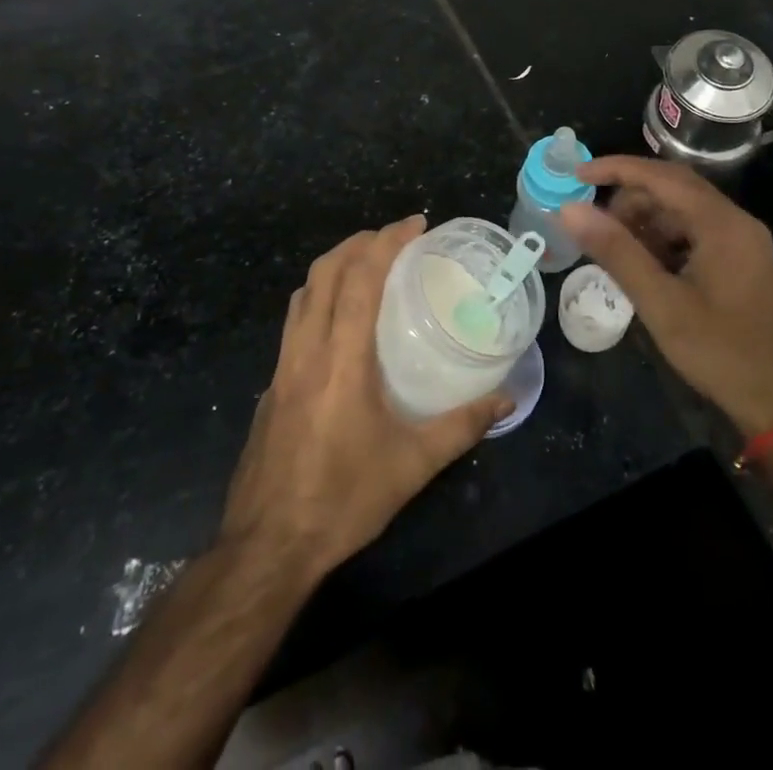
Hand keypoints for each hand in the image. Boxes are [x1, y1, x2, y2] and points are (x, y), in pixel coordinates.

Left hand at [220, 216, 511, 581]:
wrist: (266, 548)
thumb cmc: (342, 500)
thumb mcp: (412, 466)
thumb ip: (462, 427)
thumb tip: (506, 399)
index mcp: (341, 360)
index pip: (359, 279)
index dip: (386, 242)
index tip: (415, 224)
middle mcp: (306, 352)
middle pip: (324, 273)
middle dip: (358, 242)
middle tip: (394, 238)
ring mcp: (281, 369)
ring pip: (302, 295)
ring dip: (333, 267)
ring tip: (366, 266)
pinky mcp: (270, 388)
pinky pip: (293, 324)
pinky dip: (317, 300)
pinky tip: (338, 325)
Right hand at [561, 157, 772, 437]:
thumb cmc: (722, 353)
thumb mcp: (661, 303)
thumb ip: (616, 251)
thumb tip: (570, 209)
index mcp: (722, 223)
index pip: (662, 176)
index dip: (616, 169)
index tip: (577, 173)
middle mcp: (736, 222)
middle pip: (675, 189)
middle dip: (630, 200)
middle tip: (595, 226)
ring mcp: (743, 243)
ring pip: (684, 213)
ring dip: (647, 223)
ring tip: (616, 252)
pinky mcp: (743, 264)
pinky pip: (696, 235)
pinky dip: (665, 242)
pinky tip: (646, 268)